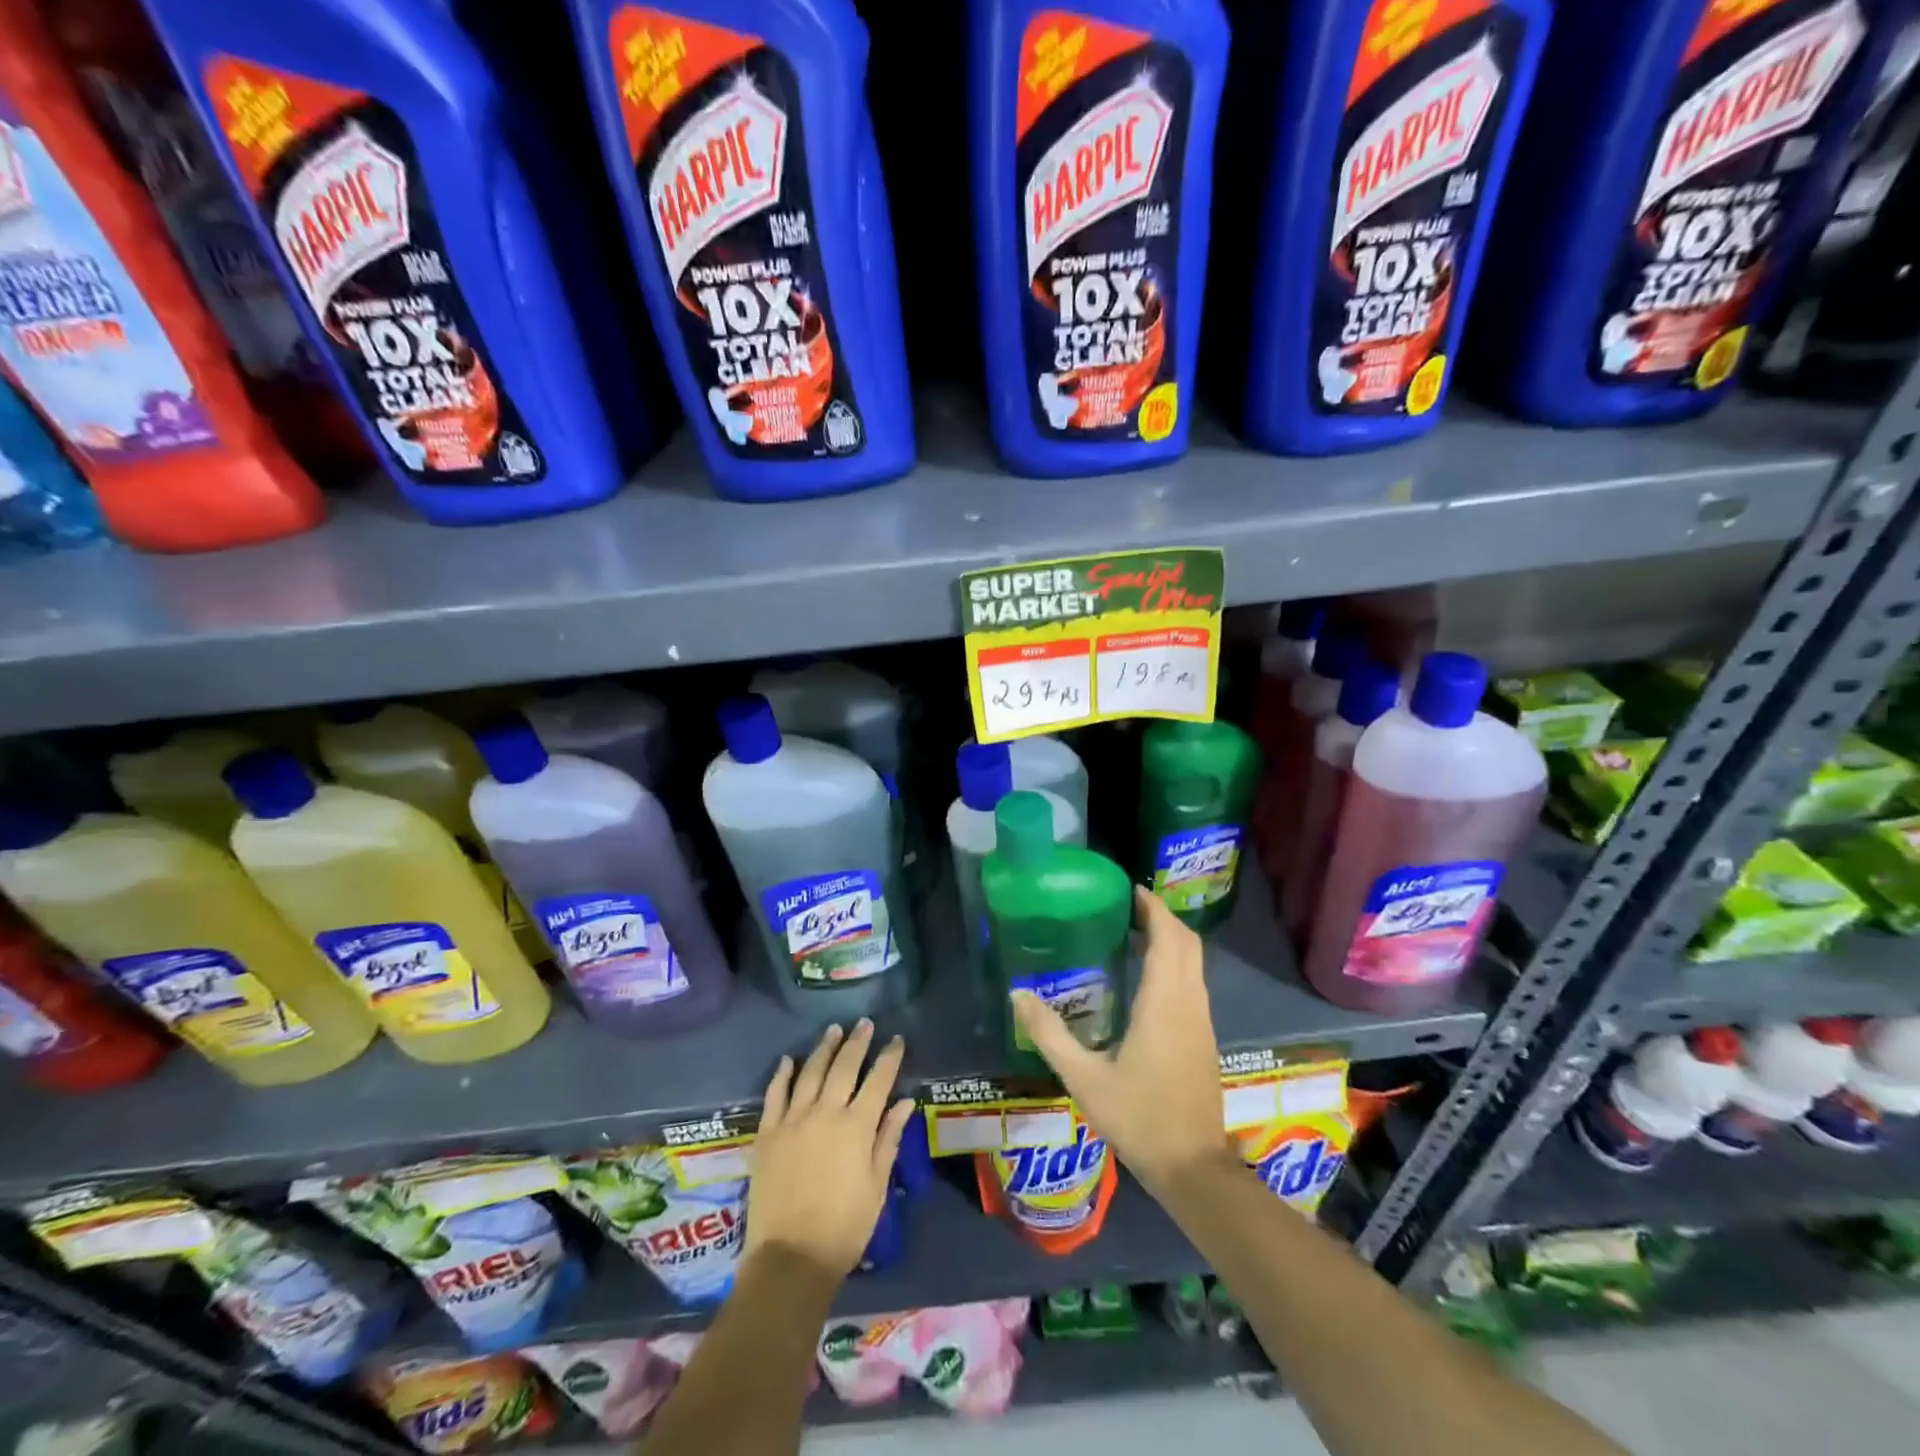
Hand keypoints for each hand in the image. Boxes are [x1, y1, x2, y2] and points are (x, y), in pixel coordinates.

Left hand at [746, 1020, 916, 1279]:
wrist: (790, 1257)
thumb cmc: (844, 1227)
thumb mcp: (877, 1185)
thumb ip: (889, 1138)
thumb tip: (905, 1101)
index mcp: (857, 1126)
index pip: (878, 1080)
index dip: (889, 1057)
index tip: (897, 1039)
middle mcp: (825, 1112)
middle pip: (844, 1066)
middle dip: (857, 1042)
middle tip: (865, 1024)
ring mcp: (793, 1119)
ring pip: (810, 1072)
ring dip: (824, 1048)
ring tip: (834, 1030)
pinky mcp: (768, 1132)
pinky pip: (775, 1094)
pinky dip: (783, 1074)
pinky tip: (788, 1060)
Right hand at [1012, 888, 1230, 1194]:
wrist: (1194, 1168)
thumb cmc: (1139, 1118)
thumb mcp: (1084, 1079)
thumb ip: (1049, 1034)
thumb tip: (1017, 994)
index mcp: (1164, 1002)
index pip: (1168, 937)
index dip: (1153, 907)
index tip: (1130, 889)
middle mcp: (1189, 1002)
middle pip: (1187, 942)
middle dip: (1161, 917)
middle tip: (1126, 907)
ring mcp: (1201, 1020)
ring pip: (1194, 962)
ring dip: (1169, 940)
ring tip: (1132, 933)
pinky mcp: (1203, 1037)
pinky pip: (1193, 982)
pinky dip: (1174, 963)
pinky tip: (1145, 977)